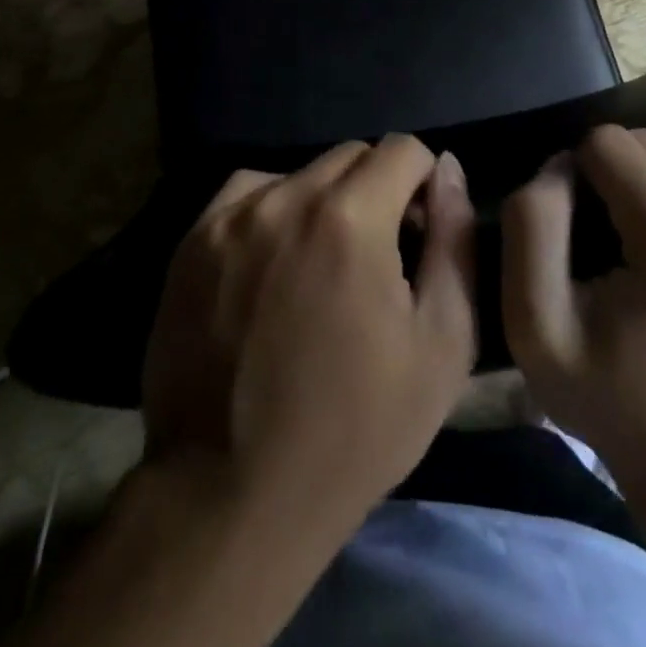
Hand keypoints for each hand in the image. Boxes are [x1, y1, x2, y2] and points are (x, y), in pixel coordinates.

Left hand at [142, 135, 476, 545]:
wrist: (230, 496)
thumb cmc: (355, 428)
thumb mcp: (441, 343)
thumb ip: (454, 240)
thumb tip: (448, 169)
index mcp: (351, 218)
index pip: (403, 149)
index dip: (423, 185)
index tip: (418, 233)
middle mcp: (286, 199)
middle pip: (351, 157)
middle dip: (378, 189)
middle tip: (376, 256)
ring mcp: (230, 217)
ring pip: (299, 174)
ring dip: (324, 201)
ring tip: (319, 265)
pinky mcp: (191, 242)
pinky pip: (247, 194)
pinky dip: (272, 211)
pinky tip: (272, 263)